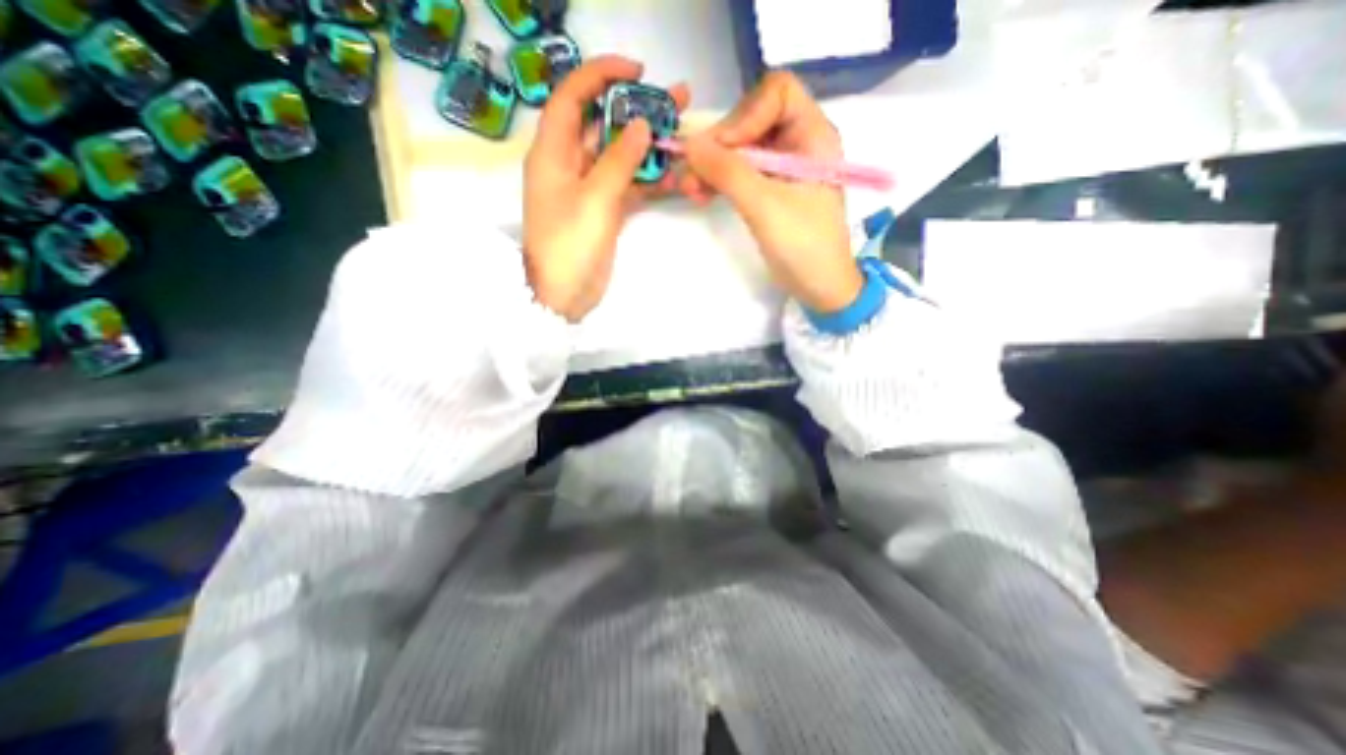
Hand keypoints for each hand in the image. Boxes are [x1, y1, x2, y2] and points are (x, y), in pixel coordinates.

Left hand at [522, 54, 687, 321]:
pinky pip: (630, 187)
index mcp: (553, 152)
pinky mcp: (605, 211)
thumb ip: (619, 160)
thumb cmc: (570, 245)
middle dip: (638, 112)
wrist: (564, 296)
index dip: (602, 76)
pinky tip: (677, 179)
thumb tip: (641, 125)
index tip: (638, 71)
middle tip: (678, 102)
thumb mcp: (595, 199)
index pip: (573, 97)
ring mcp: (589, 189)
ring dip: (651, 150)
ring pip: (622, 158)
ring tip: (686, 139)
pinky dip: (650, 183)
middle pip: (604, 126)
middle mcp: (569, 164)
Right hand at [684, 72, 862, 312]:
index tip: (723, 149)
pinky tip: (700, 194)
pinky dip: (719, 180)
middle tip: (692, 173)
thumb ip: (729, 173)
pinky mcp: (769, 190)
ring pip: (741, 149)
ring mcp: (782, 168)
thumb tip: (689, 144)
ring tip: (690, 189)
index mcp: (813, 136)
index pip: (777, 94)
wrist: (819, 288)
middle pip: (752, 120)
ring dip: (713, 165)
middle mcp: (799, 143)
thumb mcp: (766, 207)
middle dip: (720, 145)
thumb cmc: (803, 246)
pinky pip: (739, 173)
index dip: (746, 115)